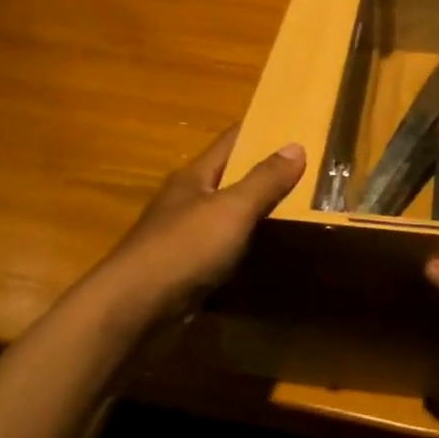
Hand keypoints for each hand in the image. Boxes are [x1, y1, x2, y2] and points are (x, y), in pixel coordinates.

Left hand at [98, 128, 305, 316]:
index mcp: (194, 177)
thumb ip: (264, 180)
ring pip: (225, 216)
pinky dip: (242, 247)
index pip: (230, 142)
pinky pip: (220, 250)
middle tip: (307, 173)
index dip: (259, 131)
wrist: (132, 311)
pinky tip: (264, 254)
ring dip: (254, 213)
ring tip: (297, 212)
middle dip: (262, 174)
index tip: (293, 126)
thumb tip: (296, 146)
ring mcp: (181, 237)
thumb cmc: (183, 248)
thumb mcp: (231, 210)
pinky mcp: (182, 271)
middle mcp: (186, 201)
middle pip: (228, 178)